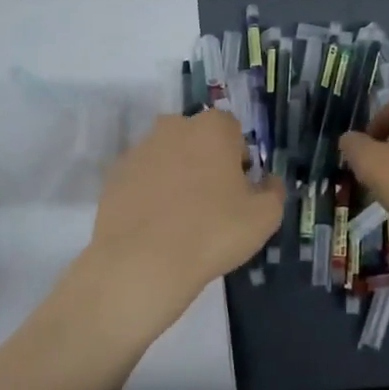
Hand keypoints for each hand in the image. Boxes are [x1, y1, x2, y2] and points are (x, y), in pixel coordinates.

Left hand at [84, 109, 284, 324]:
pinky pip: (142, 178)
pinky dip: (150, 193)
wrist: (142, 262)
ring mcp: (140, 149)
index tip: (239, 189)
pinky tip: (155, 225)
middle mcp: (173, 127)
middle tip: (212, 203)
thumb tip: (268, 181)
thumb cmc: (213, 232)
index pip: (233, 131)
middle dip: (206, 162)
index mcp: (212, 128)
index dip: (239, 159)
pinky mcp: (114, 174)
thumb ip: (274, 191)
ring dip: (177, 176)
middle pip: (197, 140)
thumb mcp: (264, 217)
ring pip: (168, 157)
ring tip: (181, 218)